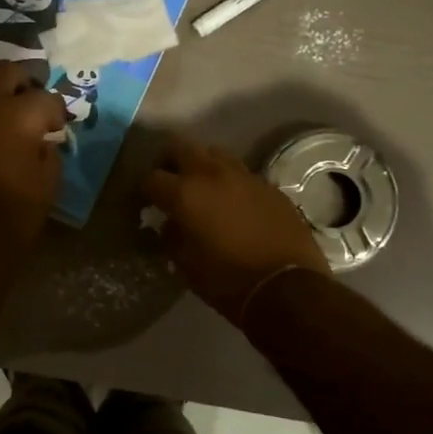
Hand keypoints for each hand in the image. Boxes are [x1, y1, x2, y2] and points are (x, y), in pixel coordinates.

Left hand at [0, 62, 66, 240]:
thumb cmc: (17, 207)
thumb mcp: (49, 181)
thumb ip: (48, 153)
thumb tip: (42, 143)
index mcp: (20, 112)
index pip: (46, 97)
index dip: (56, 110)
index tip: (57, 125)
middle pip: (3, 72)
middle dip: (19, 80)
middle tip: (27, 98)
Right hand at [141, 134, 329, 321]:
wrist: (287, 287)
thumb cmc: (227, 280)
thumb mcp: (185, 264)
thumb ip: (171, 236)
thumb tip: (171, 223)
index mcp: (184, 193)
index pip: (152, 178)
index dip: (145, 190)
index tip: (147, 202)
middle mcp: (212, 174)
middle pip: (181, 146)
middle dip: (170, 161)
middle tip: (170, 181)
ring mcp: (244, 176)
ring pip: (215, 154)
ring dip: (204, 166)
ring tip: (204, 189)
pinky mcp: (270, 186)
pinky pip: (243, 175)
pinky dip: (232, 184)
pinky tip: (235, 205)